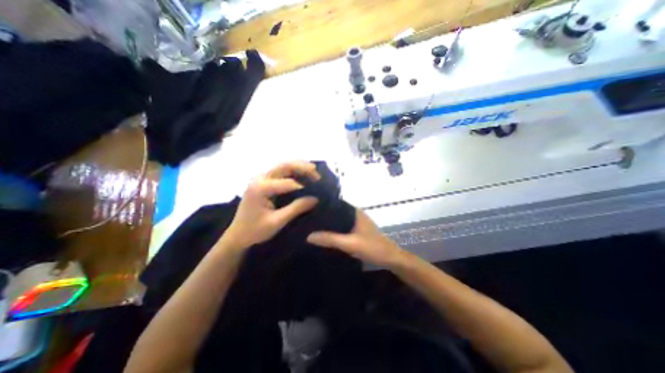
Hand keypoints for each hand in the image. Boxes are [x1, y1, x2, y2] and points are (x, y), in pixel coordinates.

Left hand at [220, 161, 319, 251]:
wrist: (238, 234)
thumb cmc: (255, 230)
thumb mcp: (277, 221)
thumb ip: (296, 208)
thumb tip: (315, 199)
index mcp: (260, 188)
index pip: (287, 182)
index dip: (304, 186)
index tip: (316, 193)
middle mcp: (260, 178)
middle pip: (285, 166)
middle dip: (303, 168)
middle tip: (317, 175)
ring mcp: (261, 178)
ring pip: (283, 166)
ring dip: (299, 167)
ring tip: (313, 171)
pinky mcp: (263, 181)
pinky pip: (281, 171)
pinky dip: (293, 171)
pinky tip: (302, 175)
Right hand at [307, 210, 404, 267]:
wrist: (390, 259)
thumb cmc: (373, 248)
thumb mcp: (350, 243)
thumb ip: (330, 239)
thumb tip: (308, 235)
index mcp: (354, 211)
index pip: (335, 204)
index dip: (322, 206)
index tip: (307, 209)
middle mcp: (355, 214)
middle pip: (335, 212)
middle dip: (323, 216)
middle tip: (306, 219)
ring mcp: (356, 222)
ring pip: (338, 220)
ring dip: (328, 224)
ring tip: (312, 226)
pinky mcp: (357, 231)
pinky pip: (342, 227)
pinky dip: (334, 230)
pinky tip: (325, 235)